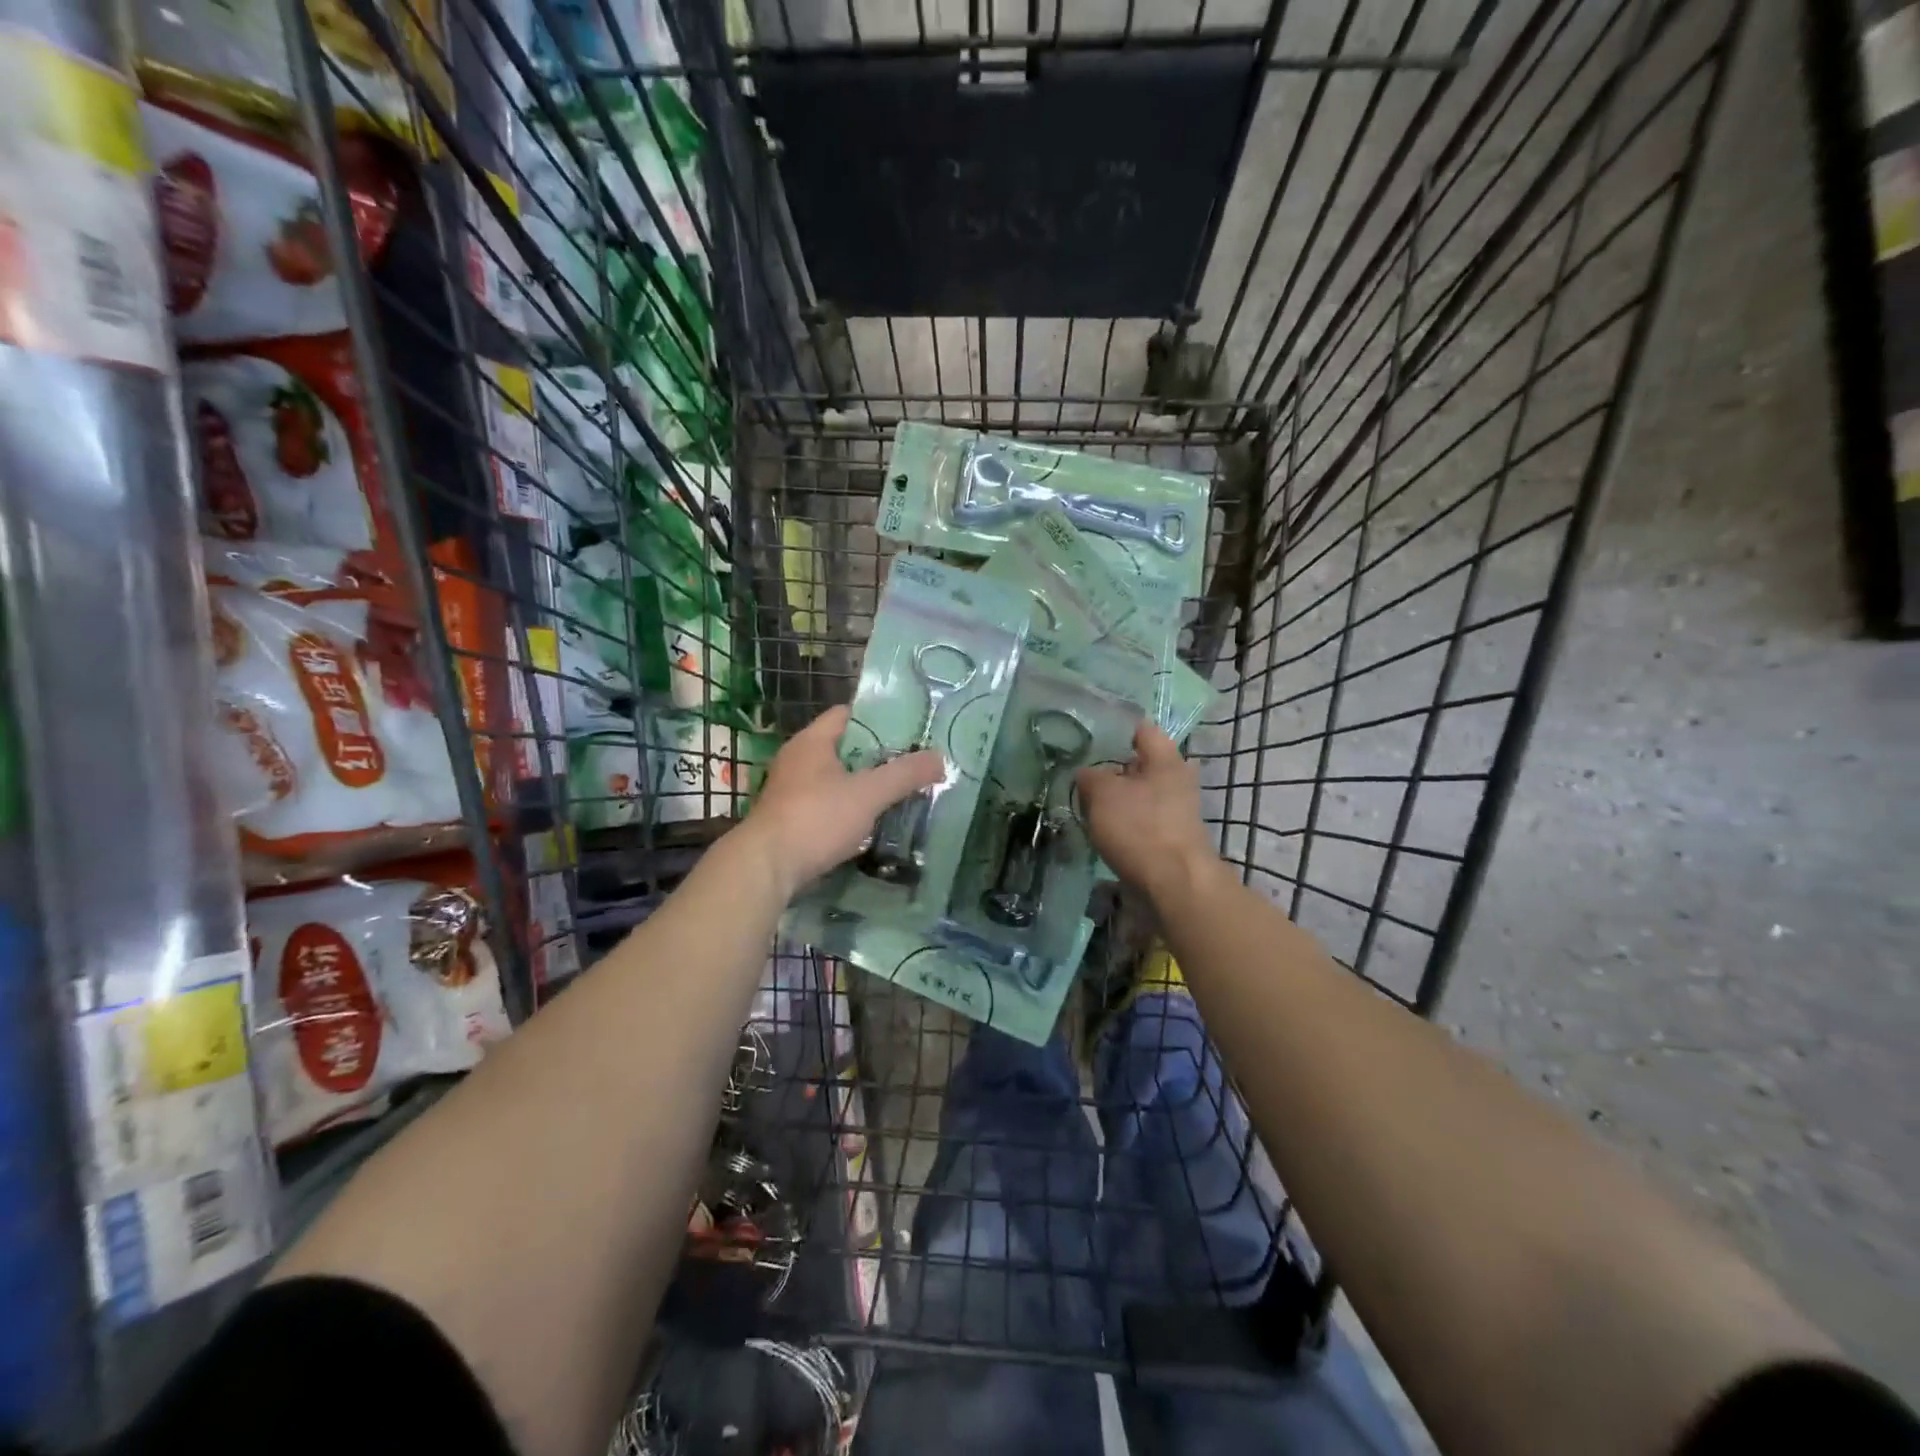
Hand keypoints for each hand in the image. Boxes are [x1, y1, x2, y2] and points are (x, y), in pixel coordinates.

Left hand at [740, 705, 944, 898]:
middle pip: (845, 748)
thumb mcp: (868, 794)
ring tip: (897, 794)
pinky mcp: (789, 818)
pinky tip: (870, 823)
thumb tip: (940, 757)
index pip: (848, 714)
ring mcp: (790, 790)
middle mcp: (797, 759)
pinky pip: (826, 804)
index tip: (910, 732)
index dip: (879, 719)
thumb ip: (905, 775)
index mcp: (812, 741)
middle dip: (877, 756)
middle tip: (911, 764)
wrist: (766, 868)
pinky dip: (848, 809)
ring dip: (863, 786)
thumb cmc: (816, 819)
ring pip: (836, 779)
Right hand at [1076, 720, 1219, 902]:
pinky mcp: (1172, 837)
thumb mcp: (1102, 794)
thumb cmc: (1139, 827)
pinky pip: (1143, 820)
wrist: (1174, 884)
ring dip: (1117, 801)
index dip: (1116, 732)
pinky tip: (1104, 832)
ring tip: (1088, 808)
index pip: (1142, 730)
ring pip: (1140, 795)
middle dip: (1112, 772)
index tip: (1090, 741)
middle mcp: (1177, 779)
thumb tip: (1087, 774)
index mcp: (1166, 759)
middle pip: (1140, 765)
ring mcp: (1178, 811)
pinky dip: (1125, 823)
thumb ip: (1090, 777)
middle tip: (1083, 778)